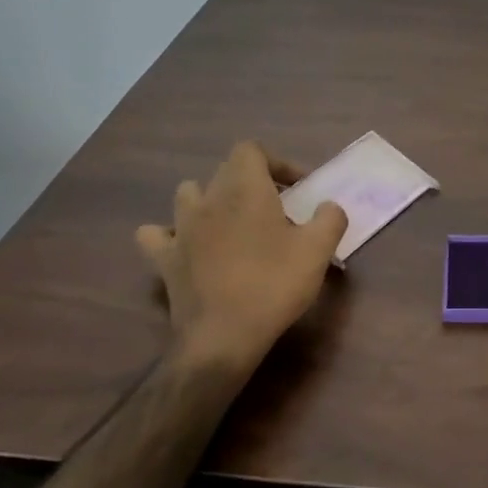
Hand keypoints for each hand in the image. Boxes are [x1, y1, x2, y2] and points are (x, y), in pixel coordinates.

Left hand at [135, 142, 346, 371]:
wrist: (223, 337)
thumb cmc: (274, 285)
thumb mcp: (318, 250)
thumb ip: (330, 218)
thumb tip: (328, 207)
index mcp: (244, 189)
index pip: (251, 149)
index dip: (276, 162)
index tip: (297, 189)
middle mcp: (208, 199)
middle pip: (225, 170)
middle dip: (252, 181)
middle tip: (277, 209)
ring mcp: (180, 228)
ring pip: (189, 194)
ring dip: (210, 199)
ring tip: (231, 222)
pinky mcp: (164, 258)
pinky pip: (156, 234)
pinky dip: (169, 234)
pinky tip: (187, 245)